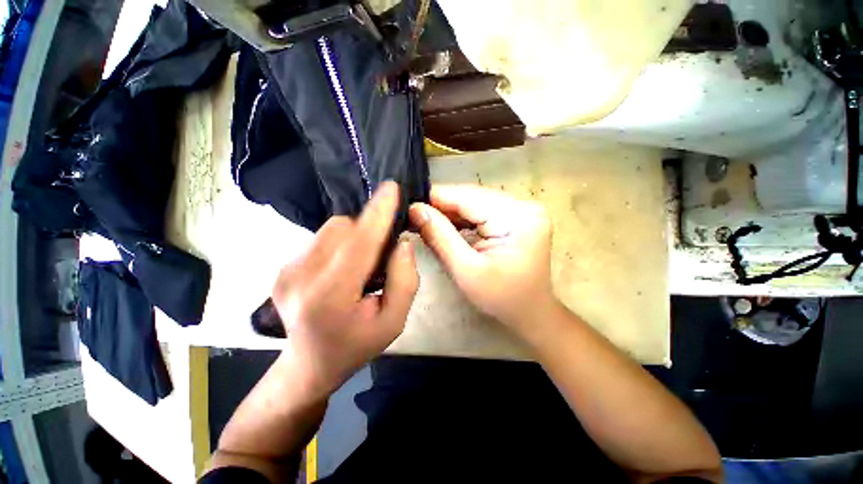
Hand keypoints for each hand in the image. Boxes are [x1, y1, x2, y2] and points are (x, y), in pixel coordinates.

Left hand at [271, 181, 417, 394]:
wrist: (309, 364)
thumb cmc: (357, 345)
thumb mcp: (394, 322)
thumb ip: (404, 281)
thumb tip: (401, 244)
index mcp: (330, 297)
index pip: (359, 243)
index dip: (378, 213)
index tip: (392, 189)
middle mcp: (300, 278)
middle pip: (343, 228)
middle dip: (368, 230)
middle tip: (380, 256)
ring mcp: (286, 271)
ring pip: (331, 228)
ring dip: (354, 237)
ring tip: (360, 265)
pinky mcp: (282, 267)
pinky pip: (320, 238)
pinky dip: (339, 244)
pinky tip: (342, 268)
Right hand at [409, 185, 554, 336]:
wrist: (530, 312)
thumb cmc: (501, 298)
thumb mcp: (466, 270)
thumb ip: (440, 237)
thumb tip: (415, 209)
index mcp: (518, 218)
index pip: (469, 197)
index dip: (436, 197)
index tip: (408, 202)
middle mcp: (523, 206)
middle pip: (472, 197)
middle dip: (441, 205)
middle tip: (413, 212)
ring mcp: (521, 210)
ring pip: (475, 202)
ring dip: (449, 211)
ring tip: (423, 217)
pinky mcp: (515, 217)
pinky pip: (482, 211)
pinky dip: (462, 218)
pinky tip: (443, 223)